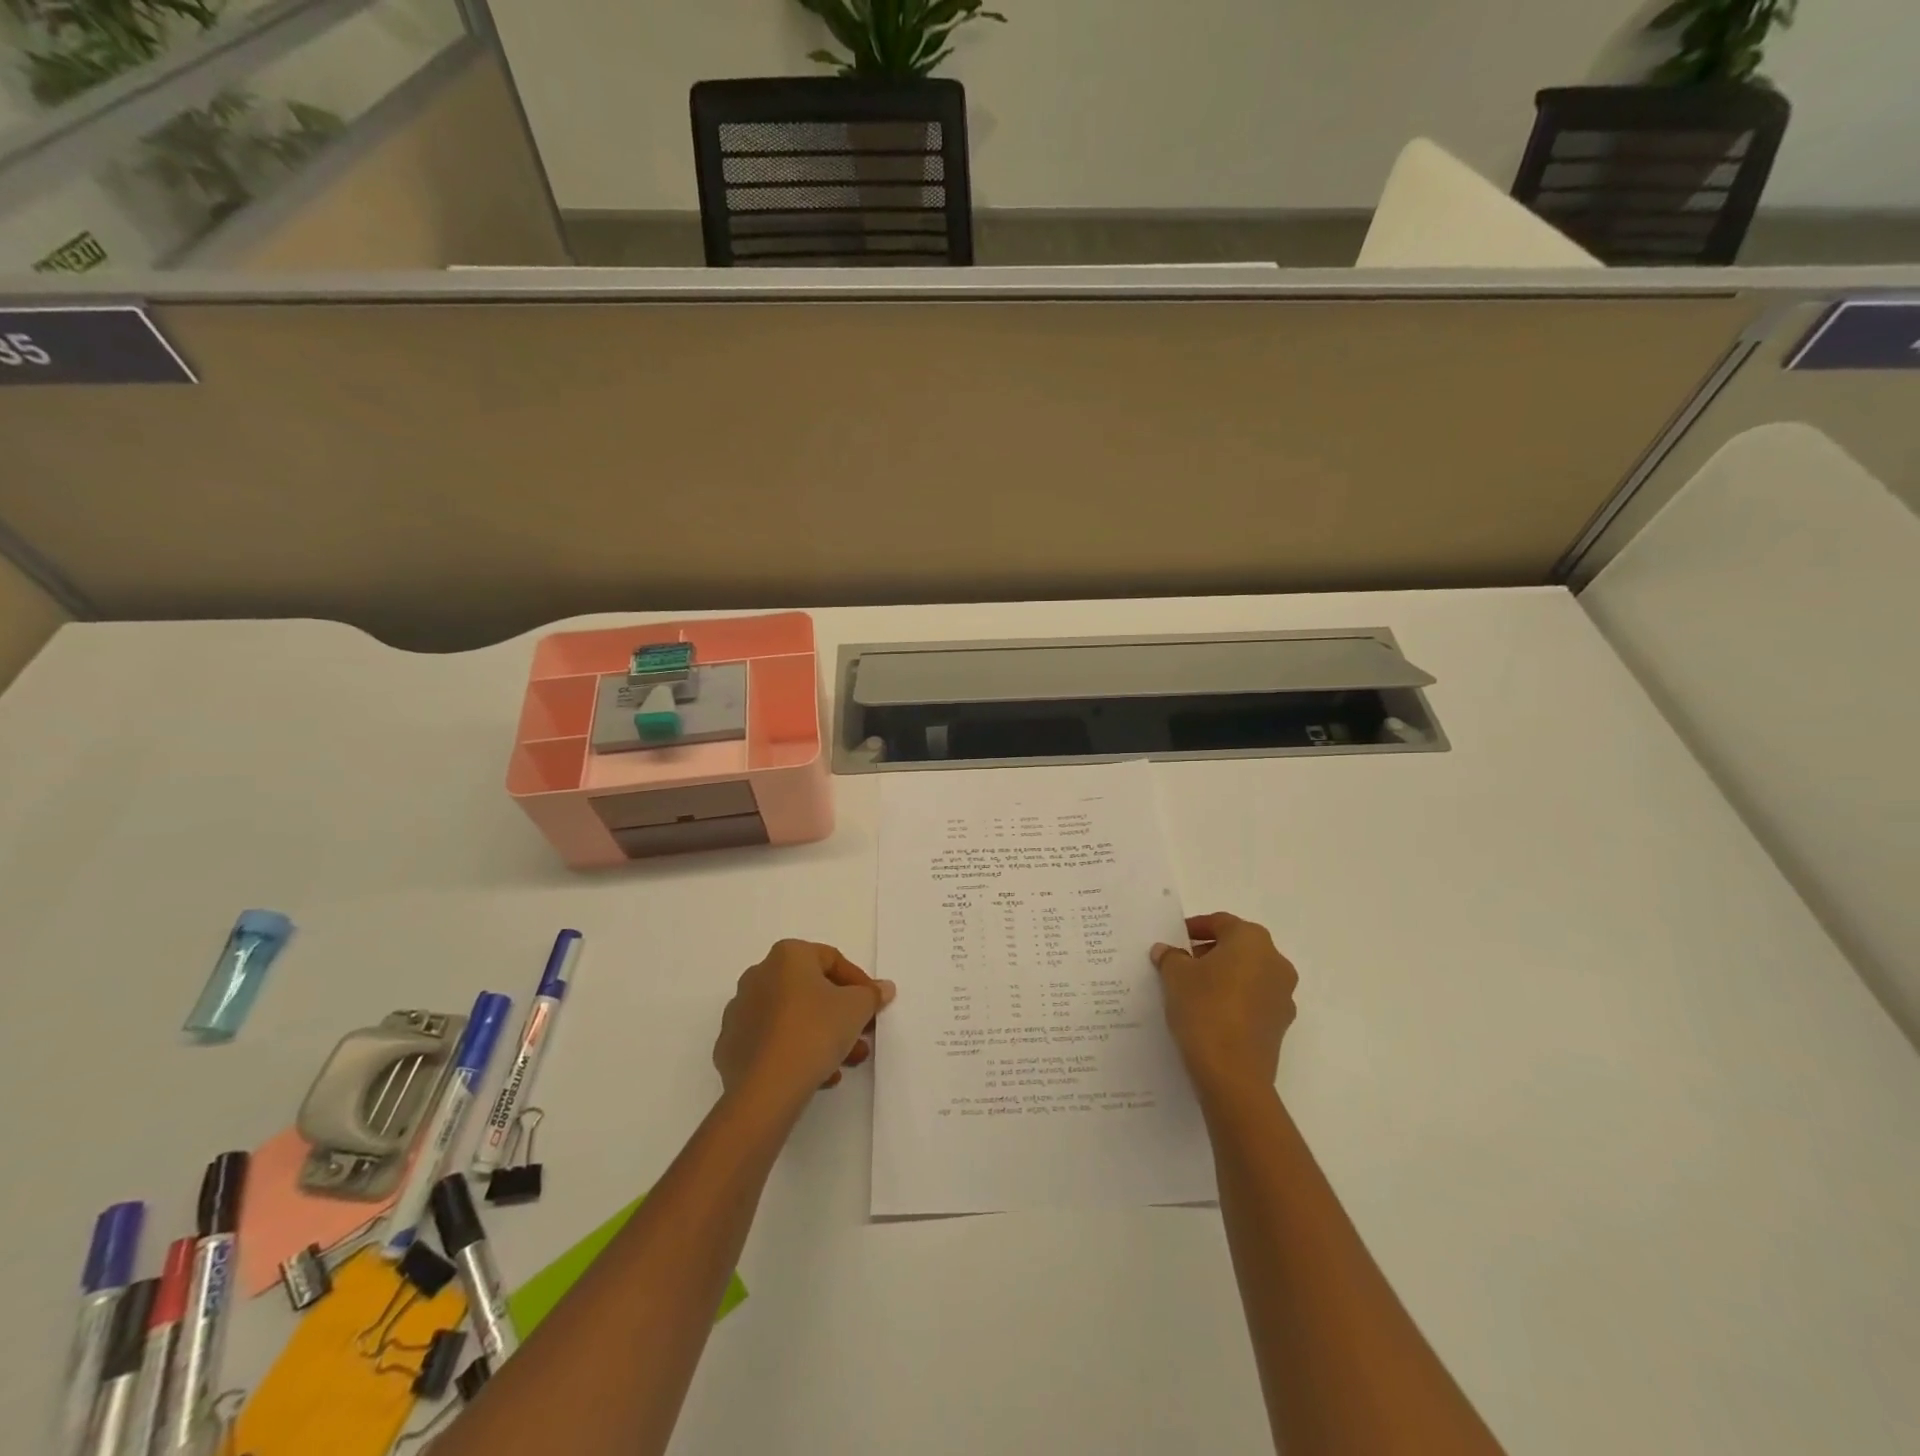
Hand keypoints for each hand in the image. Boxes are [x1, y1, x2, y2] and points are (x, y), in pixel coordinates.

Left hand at [714, 940, 895, 1105]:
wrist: (766, 1088)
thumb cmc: (815, 1031)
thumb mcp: (857, 1008)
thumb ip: (871, 994)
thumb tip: (882, 988)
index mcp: (786, 955)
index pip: (831, 960)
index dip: (859, 983)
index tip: (874, 1008)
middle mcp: (758, 975)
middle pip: (810, 990)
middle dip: (841, 1014)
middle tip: (862, 1036)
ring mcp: (740, 1012)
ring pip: (791, 1018)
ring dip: (822, 1035)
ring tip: (844, 1062)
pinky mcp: (730, 1047)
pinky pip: (771, 1042)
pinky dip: (795, 1051)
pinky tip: (818, 1075)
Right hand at [1151, 913, 1297, 1101]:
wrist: (1232, 1073)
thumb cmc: (1204, 1008)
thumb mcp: (1175, 975)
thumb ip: (1170, 957)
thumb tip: (1167, 952)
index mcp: (1251, 940)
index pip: (1221, 922)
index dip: (1195, 928)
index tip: (1175, 940)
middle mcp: (1275, 962)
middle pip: (1238, 947)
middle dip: (1210, 952)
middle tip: (1182, 964)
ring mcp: (1283, 995)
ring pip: (1248, 974)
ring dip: (1224, 976)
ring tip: (1193, 990)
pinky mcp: (1280, 1025)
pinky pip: (1254, 1001)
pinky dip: (1234, 1000)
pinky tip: (1210, 1014)